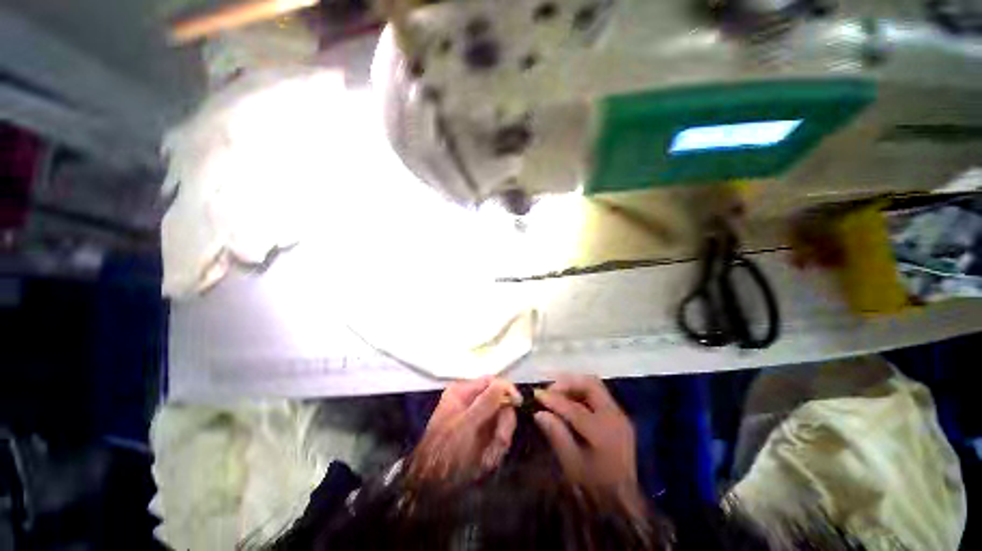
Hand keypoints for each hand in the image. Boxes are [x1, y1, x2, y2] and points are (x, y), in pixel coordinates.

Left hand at [411, 377, 521, 482]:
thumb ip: (486, 403)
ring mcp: (476, 421)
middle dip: (502, 424)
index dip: (506, 390)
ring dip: (499, 441)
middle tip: (501, 441)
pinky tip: (485, 463)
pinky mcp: (480, 438)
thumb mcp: (466, 425)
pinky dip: (495, 451)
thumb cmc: (445, 450)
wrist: (431, 487)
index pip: (491, 382)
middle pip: (499, 403)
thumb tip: (504, 384)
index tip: (517, 403)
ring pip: (501, 423)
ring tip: (489, 459)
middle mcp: (471, 403)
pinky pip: (497, 438)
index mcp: (463, 393)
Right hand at [534, 375, 644, 514]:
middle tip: (549, 390)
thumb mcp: (572, 464)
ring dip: (574, 385)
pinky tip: (569, 402)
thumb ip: (557, 435)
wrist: (624, 501)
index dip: (553, 399)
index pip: (574, 408)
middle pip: (590, 384)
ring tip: (556, 394)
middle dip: (567, 382)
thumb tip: (539, 413)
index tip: (536, 394)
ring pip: (595, 386)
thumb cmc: (595, 486)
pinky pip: (598, 395)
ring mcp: (619, 415)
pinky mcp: (618, 417)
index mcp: (603, 432)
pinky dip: (582, 393)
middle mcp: (615, 417)